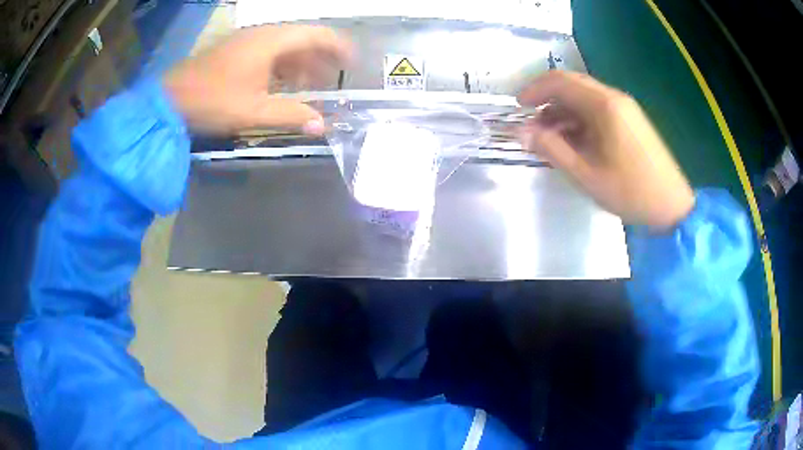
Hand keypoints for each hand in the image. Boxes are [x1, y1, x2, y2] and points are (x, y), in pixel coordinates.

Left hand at [163, 25, 351, 134]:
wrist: (170, 99)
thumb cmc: (212, 100)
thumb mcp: (253, 111)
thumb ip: (290, 115)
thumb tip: (321, 125)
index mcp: (271, 41)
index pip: (316, 34)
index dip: (338, 47)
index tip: (353, 62)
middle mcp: (263, 34)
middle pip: (302, 39)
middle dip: (321, 58)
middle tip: (335, 78)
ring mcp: (247, 42)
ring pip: (285, 47)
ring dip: (301, 64)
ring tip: (313, 85)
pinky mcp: (236, 51)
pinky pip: (269, 53)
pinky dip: (282, 66)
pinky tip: (284, 84)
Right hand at [517, 71, 694, 230]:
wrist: (672, 205)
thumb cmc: (630, 191)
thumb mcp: (586, 174)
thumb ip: (552, 149)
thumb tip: (522, 132)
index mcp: (604, 105)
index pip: (560, 81)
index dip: (535, 89)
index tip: (518, 107)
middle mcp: (614, 98)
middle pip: (572, 85)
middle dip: (547, 100)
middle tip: (531, 123)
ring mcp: (625, 108)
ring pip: (585, 98)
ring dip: (563, 111)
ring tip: (550, 138)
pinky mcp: (631, 120)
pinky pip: (598, 110)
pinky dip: (580, 119)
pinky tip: (574, 140)